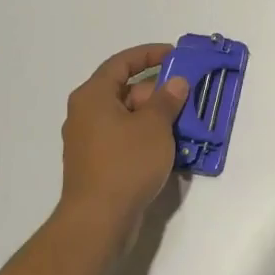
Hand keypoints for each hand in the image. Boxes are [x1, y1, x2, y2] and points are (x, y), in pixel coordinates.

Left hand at [56, 44, 190, 241]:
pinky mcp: (98, 164)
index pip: (122, 62)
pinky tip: (172, 149)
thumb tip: (176, 83)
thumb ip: (167, 99)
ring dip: (157, 117)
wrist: (99, 221)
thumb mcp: (154, 126)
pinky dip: (147, 138)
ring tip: (187, 123)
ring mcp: (90, 141)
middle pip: (126, 90)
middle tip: (188, 97)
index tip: (176, 55)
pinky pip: (126, 140)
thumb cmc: (125, 163)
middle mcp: (86, 114)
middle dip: (159, 92)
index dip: (150, 54)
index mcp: (93, 96)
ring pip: (128, 117)